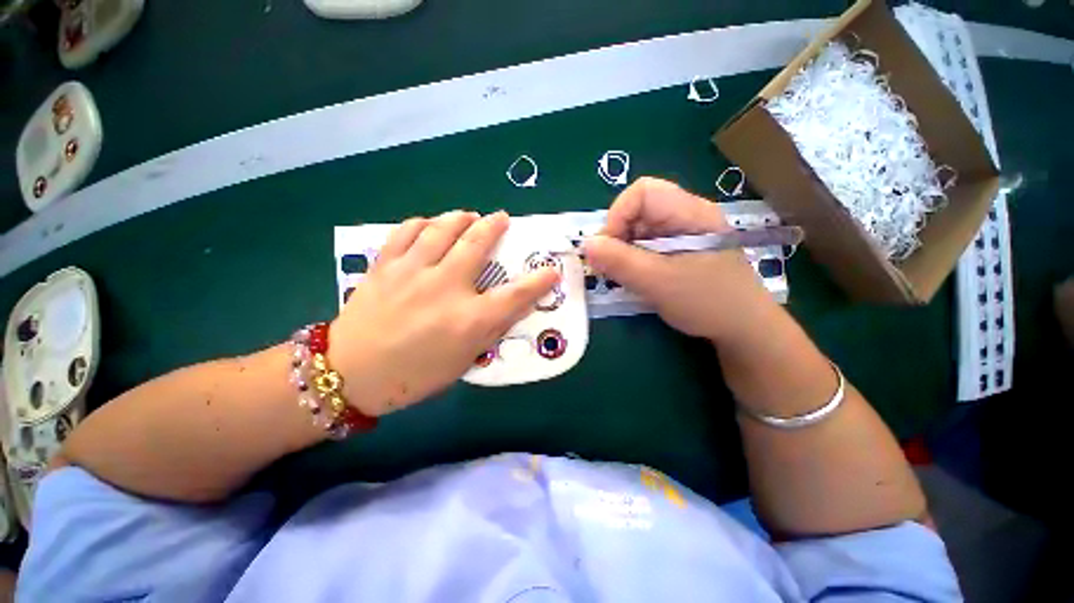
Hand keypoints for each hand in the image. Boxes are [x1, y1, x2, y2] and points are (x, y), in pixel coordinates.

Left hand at [329, 211, 559, 415]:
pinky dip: (422, 223)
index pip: (515, 295)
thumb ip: (491, 330)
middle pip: (477, 244)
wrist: (350, 373)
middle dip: (495, 226)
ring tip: (468, 216)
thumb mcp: (463, 361)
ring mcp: (412, 272)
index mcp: (468, 319)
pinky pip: (406, 231)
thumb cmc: (414, 375)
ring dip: (460, 218)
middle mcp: (445, 288)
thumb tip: (513, 307)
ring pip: (441, 228)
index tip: (551, 269)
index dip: (539, 281)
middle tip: (502, 218)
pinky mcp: (385, 265)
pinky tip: (430, 225)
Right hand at [583, 177, 772, 341]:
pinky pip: (646, 243)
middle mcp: (686, 215)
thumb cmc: (707, 302)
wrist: (742, 328)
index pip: (642, 192)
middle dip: (617, 235)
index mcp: (690, 213)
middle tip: (611, 265)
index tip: (608, 248)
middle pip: (638, 208)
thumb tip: (586, 244)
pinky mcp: (679, 249)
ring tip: (622, 273)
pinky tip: (635, 275)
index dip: (618, 215)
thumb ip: (620, 262)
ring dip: (623, 248)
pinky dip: (632, 257)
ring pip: (639, 227)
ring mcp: (683, 232)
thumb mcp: (658, 282)